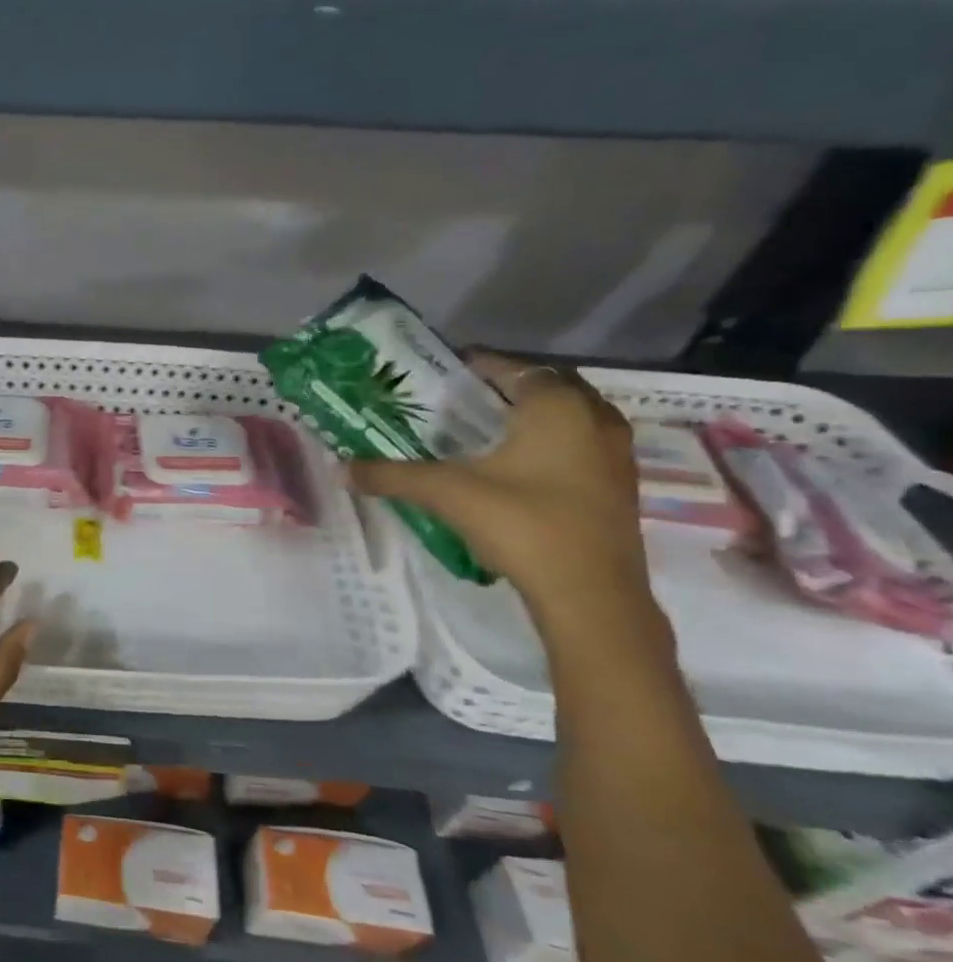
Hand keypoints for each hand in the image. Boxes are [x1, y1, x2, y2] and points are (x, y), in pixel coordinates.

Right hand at [350, 353, 658, 626]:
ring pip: (569, 417)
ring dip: (531, 417)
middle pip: (545, 386)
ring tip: (486, 432)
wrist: (591, 596)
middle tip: (460, 402)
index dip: (475, 366)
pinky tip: (517, 468)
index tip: (441, 374)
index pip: (512, 367)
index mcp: (556, 406)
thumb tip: (342, 468)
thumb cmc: (522, 525)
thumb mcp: (446, 493)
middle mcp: (594, 418)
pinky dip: (551, 444)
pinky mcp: (619, 486)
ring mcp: (615, 454)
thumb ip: (391, 475)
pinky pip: (581, 445)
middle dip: (504, 389)